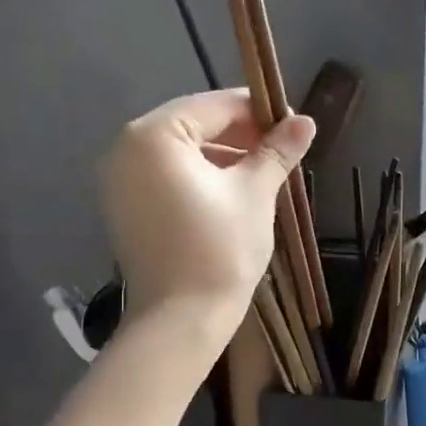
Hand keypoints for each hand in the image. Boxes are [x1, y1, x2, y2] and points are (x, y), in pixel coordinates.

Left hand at [100, 89, 313, 329]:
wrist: (181, 319)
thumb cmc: (221, 248)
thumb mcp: (255, 193)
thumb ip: (277, 151)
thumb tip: (306, 121)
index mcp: (154, 135)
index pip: (214, 106)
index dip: (259, 112)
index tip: (293, 126)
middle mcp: (126, 149)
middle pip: (194, 125)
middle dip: (240, 135)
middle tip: (281, 153)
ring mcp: (120, 181)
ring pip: (181, 153)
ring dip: (222, 157)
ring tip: (263, 176)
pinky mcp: (125, 209)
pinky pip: (167, 177)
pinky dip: (200, 178)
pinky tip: (232, 195)